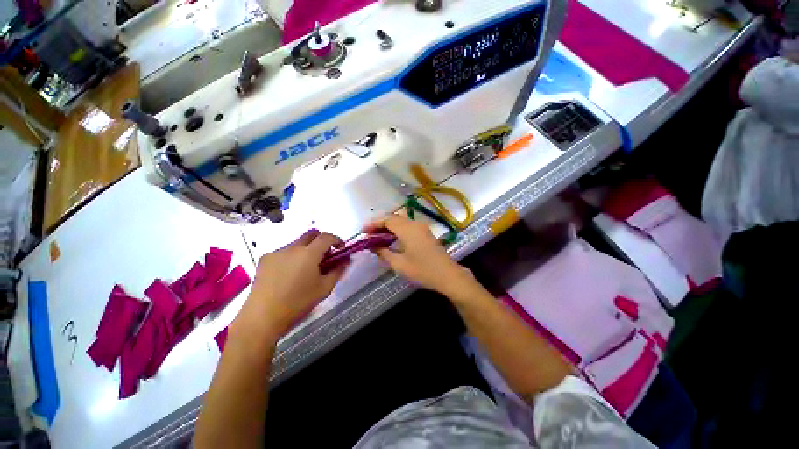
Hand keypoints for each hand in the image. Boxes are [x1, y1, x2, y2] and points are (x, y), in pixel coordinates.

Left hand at [237, 229, 348, 339]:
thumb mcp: (324, 288)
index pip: (327, 237)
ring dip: (306, 250)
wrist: (262, 317)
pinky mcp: (265, 259)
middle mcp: (293, 247)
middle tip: (324, 256)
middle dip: (321, 241)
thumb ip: (337, 271)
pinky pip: (284, 252)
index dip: (337, 239)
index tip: (340, 248)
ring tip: (305, 270)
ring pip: (297, 243)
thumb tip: (345, 261)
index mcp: (309, 253)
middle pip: (311, 234)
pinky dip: (292, 257)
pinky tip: (288, 275)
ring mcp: (277, 252)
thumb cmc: (298, 303)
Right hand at [364, 215, 473, 296]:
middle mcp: (415, 224)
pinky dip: (398, 231)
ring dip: (389, 227)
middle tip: (369, 234)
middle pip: (394, 218)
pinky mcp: (426, 234)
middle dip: (380, 224)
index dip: (373, 223)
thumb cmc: (422, 270)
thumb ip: (384, 253)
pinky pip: (408, 227)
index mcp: (408, 229)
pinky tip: (392, 240)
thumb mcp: (399, 264)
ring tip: (377, 237)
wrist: (448, 275)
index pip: (387, 220)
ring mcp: (422, 228)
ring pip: (401, 222)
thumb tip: (373, 245)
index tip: (363, 231)